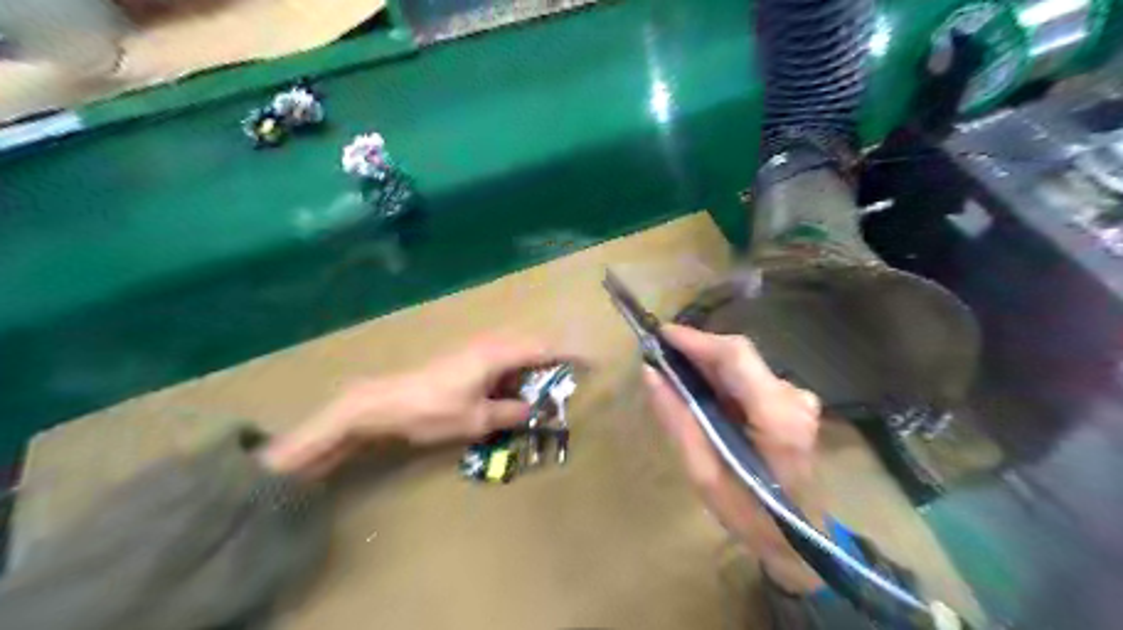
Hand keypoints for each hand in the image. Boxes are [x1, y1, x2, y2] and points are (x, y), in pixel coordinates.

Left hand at [258, 337, 566, 478]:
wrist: (386, 403)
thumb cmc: (433, 410)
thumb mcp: (476, 419)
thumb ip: (510, 413)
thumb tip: (535, 411)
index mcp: (498, 354)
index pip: (543, 349)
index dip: (569, 355)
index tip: (591, 362)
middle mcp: (490, 345)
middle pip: (532, 346)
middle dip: (555, 359)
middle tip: (571, 378)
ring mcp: (477, 349)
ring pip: (517, 352)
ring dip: (535, 366)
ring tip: (548, 387)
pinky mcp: (466, 358)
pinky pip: (503, 359)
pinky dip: (517, 371)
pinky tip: (516, 390)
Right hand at [644, 323, 822, 593]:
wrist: (802, 542)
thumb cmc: (751, 515)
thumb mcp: (703, 474)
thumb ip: (678, 420)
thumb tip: (651, 374)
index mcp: (777, 417)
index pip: (735, 356)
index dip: (696, 339)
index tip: (659, 334)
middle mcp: (793, 398)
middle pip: (739, 355)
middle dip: (696, 350)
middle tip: (658, 355)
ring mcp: (798, 399)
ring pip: (743, 365)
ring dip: (708, 365)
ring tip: (674, 375)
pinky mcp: (793, 404)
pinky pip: (750, 378)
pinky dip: (722, 379)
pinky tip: (703, 394)